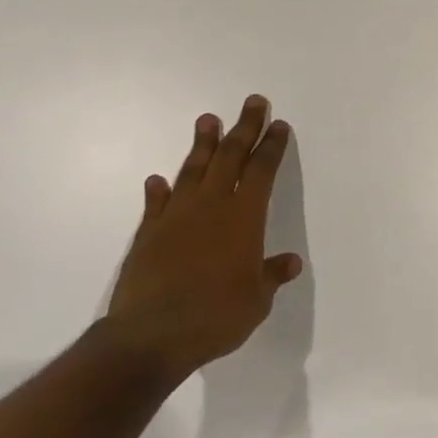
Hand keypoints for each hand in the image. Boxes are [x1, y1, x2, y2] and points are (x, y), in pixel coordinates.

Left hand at [100, 95, 303, 388]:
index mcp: (243, 217)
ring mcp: (176, 217)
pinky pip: (156, 204)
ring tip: (207, 119)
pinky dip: (159, 190)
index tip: (278, 125)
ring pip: (193, 170)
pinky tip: (158, 179)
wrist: (151, 336)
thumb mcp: (256, 301)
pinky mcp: (148, 234)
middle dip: (244, 128)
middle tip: (252, 101)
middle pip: (230, 157)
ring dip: (203, 144)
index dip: (271, 146)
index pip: (261, 171)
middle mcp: (211, 207)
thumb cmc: (216, 317)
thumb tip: (289, 263)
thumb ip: (270, 276)